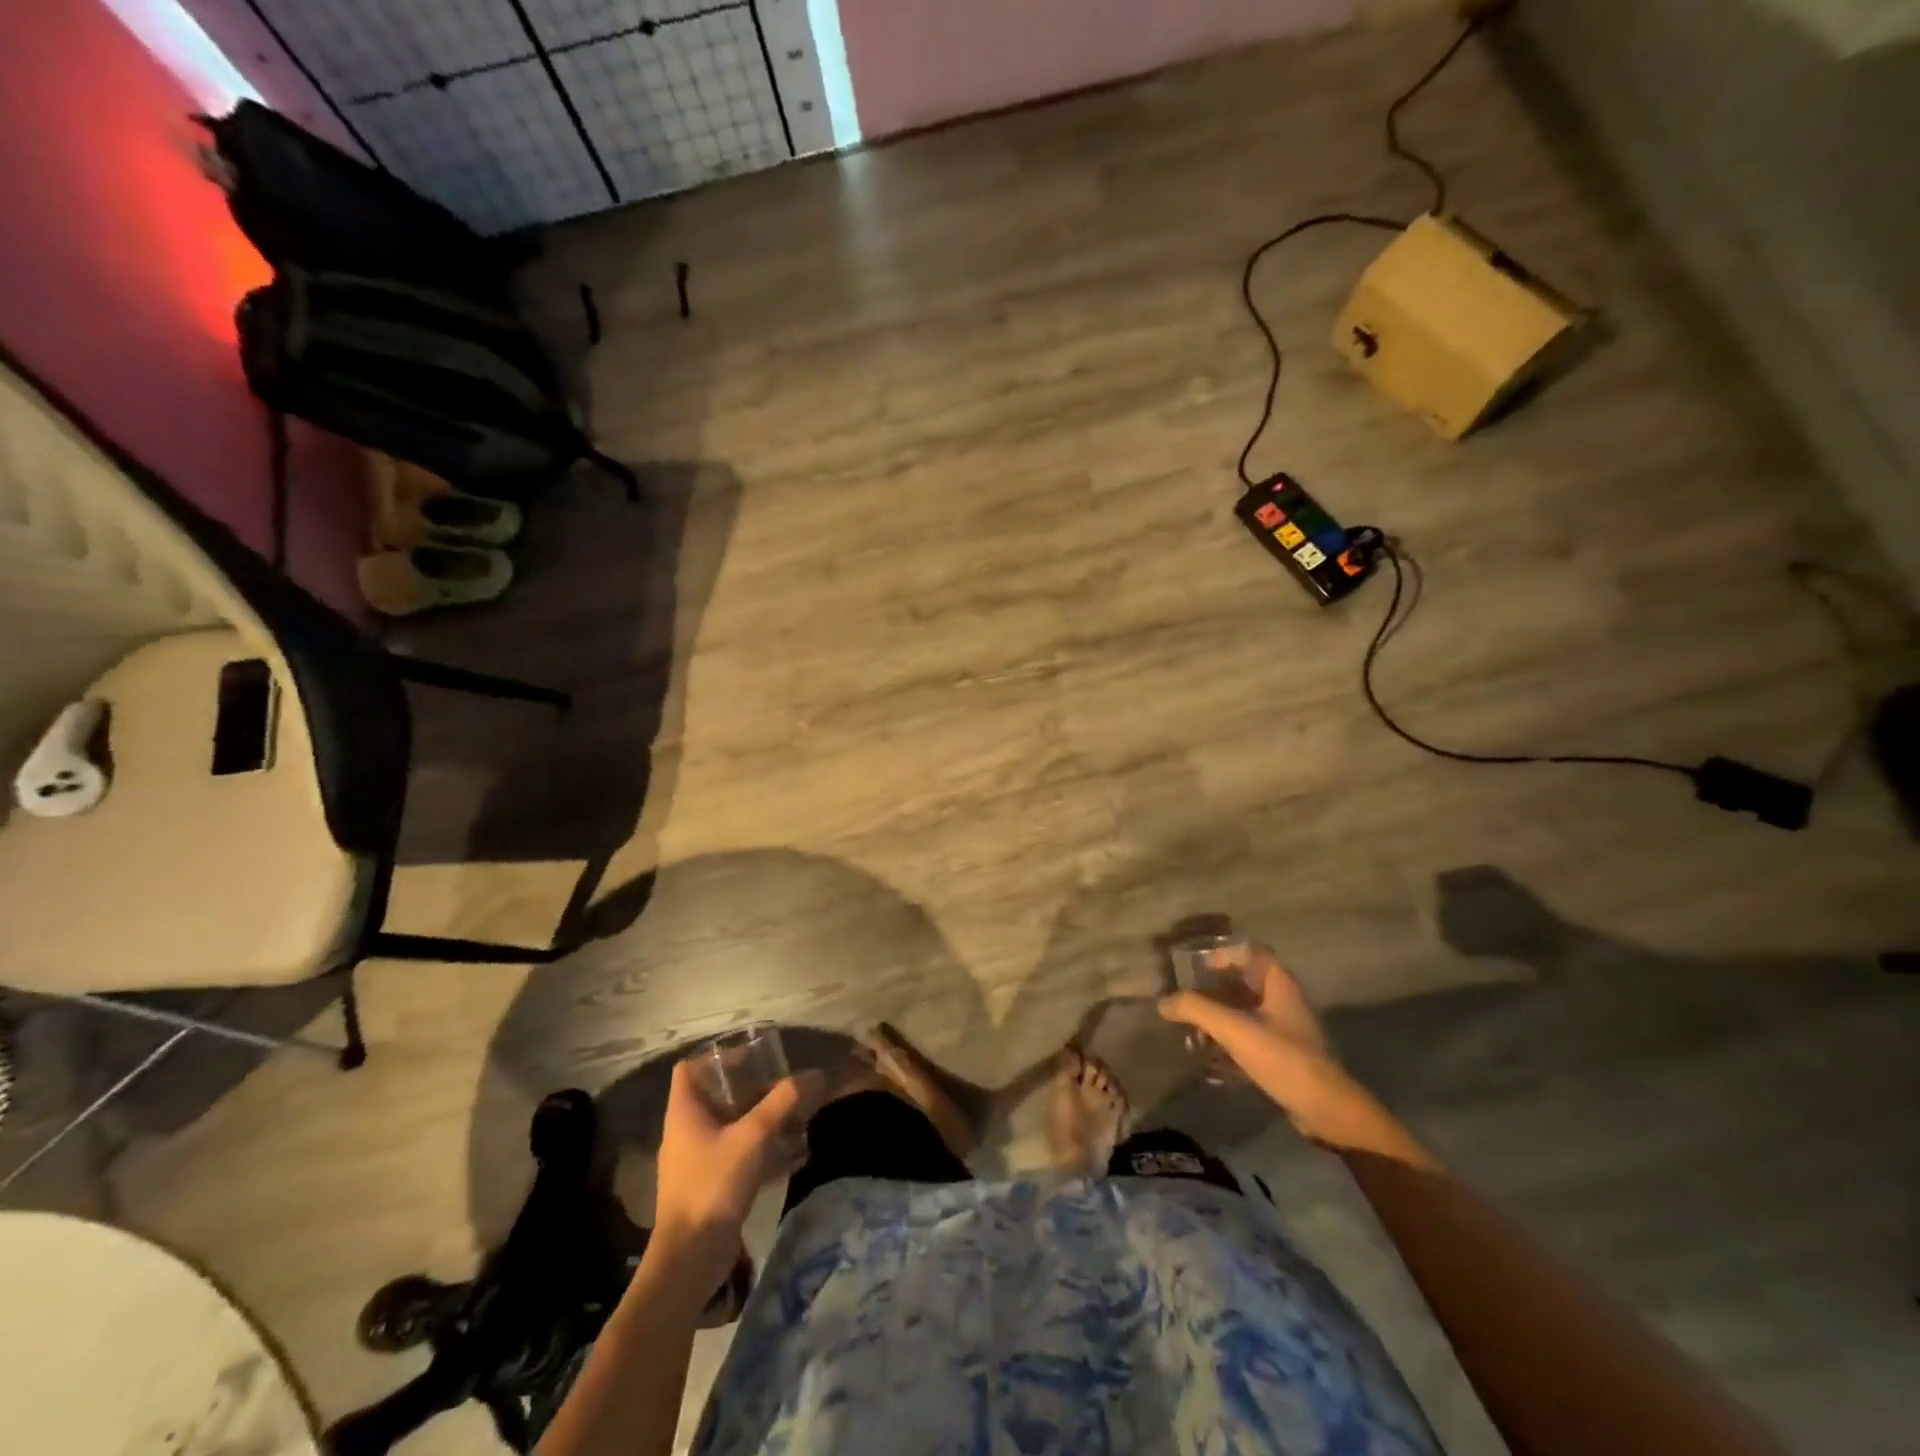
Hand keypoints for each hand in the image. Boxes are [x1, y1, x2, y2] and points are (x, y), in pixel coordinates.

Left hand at [653, 1061, 823, 1272]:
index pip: (690, 1069)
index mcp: (685, 1112)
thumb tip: (814, 1075)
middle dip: (752, 1089)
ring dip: (763, 1121)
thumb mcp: (753, 1136)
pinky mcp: (711, 1186)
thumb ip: (782, 1103)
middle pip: (717, 1096)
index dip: (717, 1057)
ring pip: (732, 1127)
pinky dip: (765, 1151)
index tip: (751, 1056)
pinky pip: (740, 1157)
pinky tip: (796, 1156)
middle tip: (784, 1084)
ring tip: (797, 1116)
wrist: (690, 1259)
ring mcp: (698, 1161)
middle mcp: (687, 1132)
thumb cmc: (713, 1184)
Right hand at [1158, 945, 1365, 1143]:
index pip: (1252, 953)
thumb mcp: (1234, 1030)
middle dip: (1211, 998)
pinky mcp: (1284, 1060)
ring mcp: (1285, 1033)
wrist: (1327, 1111)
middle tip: (1186, 1009)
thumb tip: (1162, 1002)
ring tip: (1193, 1044)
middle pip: (1242, 987)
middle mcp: (1283, 1003)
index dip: (1225, 955)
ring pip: (1243, 1019)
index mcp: (1278, 985)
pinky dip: (1228, 1052)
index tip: (1198, 969)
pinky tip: (1209, 1069)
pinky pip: (1248, 1046)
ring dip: (1216, 1028)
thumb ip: (1196, 1010)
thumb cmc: (1283, 1058)